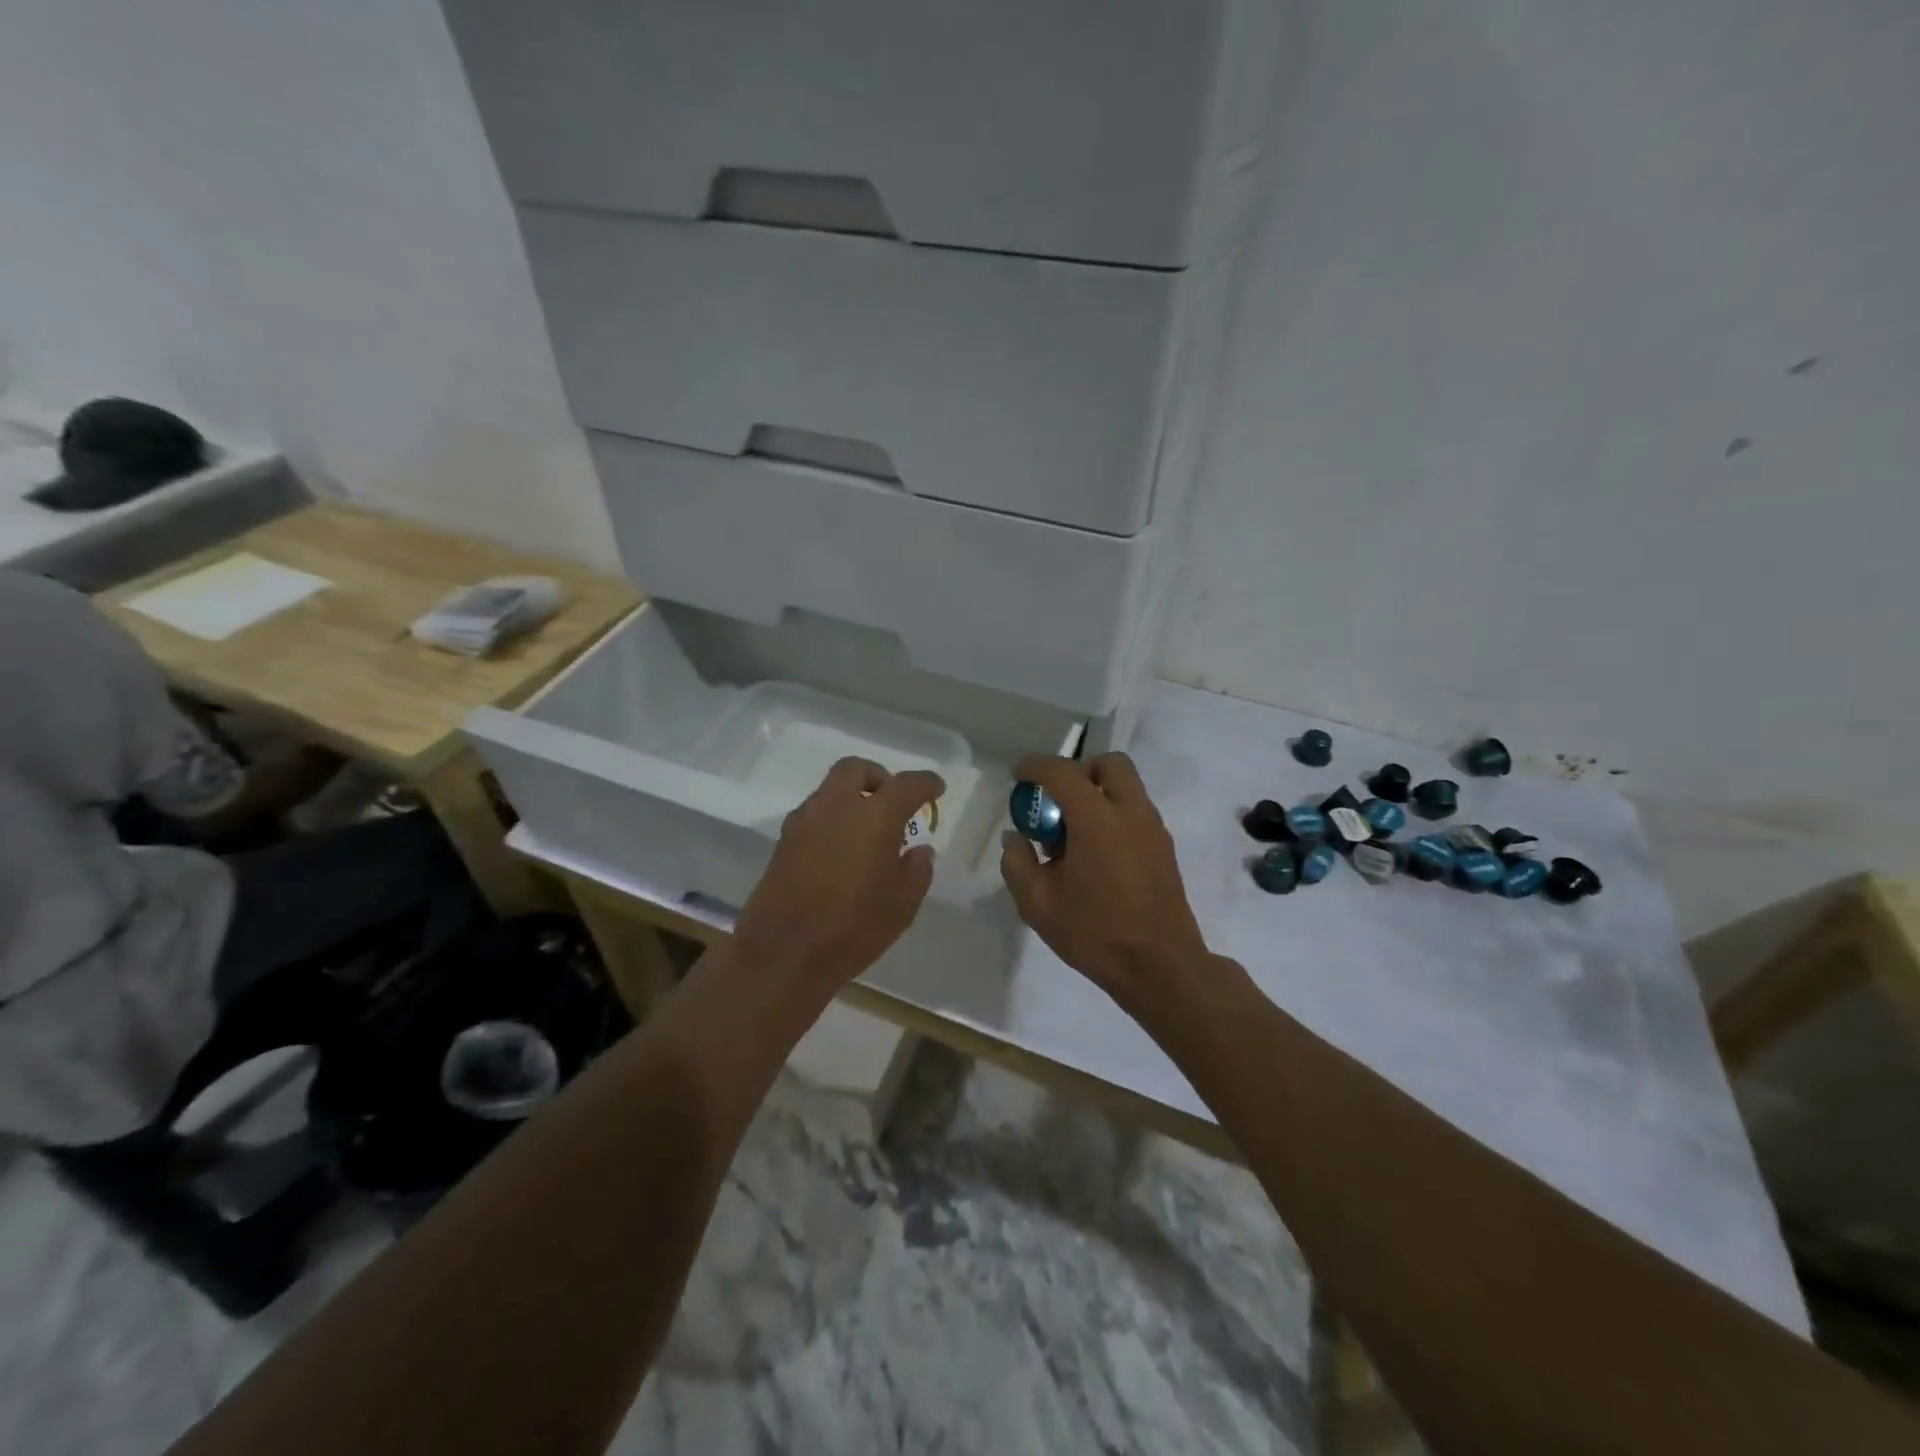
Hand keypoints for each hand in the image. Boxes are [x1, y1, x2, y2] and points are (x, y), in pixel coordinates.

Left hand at [734, 757, 945, 993]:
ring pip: (830, 790)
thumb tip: (918, 851)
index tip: (937, 788)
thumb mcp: (902, 905)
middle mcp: (836, 807)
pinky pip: (814, 815)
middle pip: (856, 769)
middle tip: (893, 801)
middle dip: (879, 777)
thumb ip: (917, 870)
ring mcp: (804, 822)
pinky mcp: (783, 842)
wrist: (782, 953)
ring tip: (868, 832)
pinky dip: (833, 820)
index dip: (925, 783)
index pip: (906, 785)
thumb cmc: (853, 928)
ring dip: (852, 799)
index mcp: (874, 817)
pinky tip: (841, 851)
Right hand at [999, 752, 1210, 1006]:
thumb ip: (1018, 863)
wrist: (1161, 967)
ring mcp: (1153, 828)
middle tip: (1057, 799)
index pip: (1062, 771)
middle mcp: (1130, 811)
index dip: (1035, 766)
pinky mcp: (1164, 848)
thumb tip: (1015, 837)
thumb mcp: (1038, 904)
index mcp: (1097, 819)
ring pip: (1127, 786)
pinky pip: (1135, 811)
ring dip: (1098, 793)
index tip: (1018, 774)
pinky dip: (1113, 814)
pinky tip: (1095, 854)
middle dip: (1078, 770)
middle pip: (1109, 763)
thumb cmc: (1095, 933)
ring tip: (1073, 834)